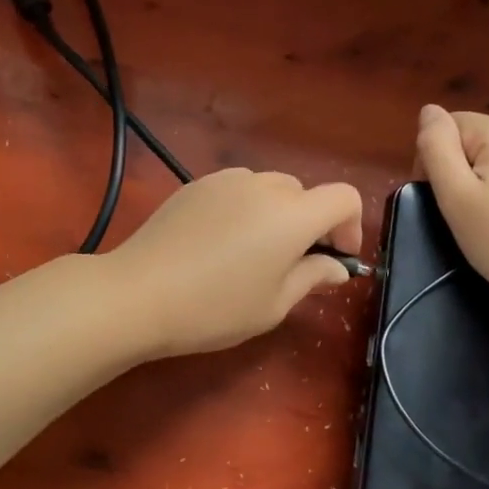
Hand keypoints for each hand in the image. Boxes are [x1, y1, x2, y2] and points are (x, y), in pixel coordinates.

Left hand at [103, 169, 363, 358]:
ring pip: (269, 188)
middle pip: (304, 192)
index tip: (334, 257)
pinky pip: (236, 189)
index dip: (350, 225)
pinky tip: (218, 243)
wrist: (139, 293)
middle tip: (290, 264)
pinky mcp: (196, 184)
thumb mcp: (273, 304)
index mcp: (292, 214)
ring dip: (275, 213)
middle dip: (309, 223)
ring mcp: (225, 180)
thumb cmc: (214, 308)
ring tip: (250, 253)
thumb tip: (337, 266)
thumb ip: (312, 277)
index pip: (344, 196)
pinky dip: (243, 208)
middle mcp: (263, 186)